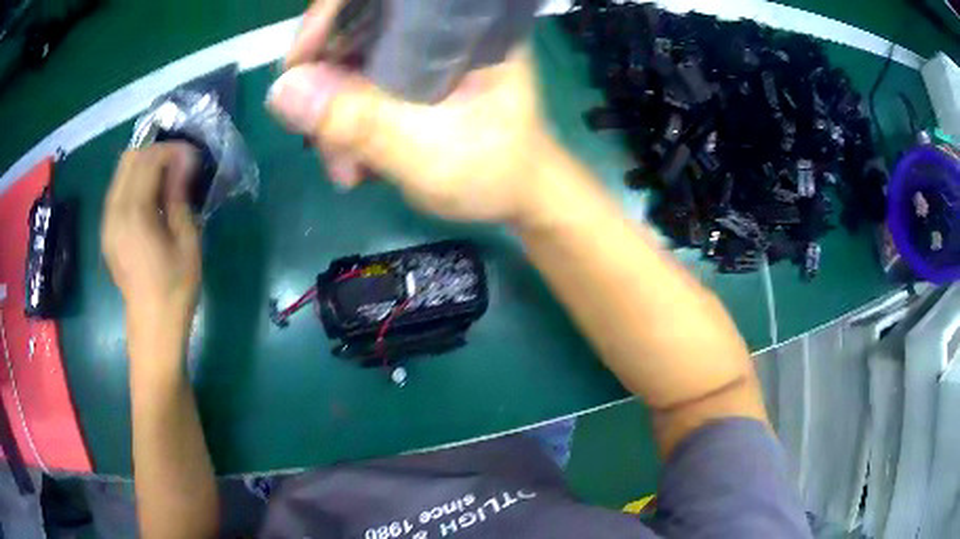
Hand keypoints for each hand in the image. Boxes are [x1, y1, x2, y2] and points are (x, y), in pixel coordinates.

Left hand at [102, 144, 200, 333]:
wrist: (152, 327)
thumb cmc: (175, 288)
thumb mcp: (186, 240)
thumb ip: (179, 196)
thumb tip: (184, 162)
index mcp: (133, 213)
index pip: (149, 159)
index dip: (172, 151)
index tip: (193, 157)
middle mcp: (114, 210)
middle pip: (130, 158)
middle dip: (156, 152)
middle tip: (180, 165)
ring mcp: (107, 221)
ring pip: (121, 172)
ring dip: (145, 165)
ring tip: (167, 178)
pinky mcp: (107, 230)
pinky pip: (118, 190)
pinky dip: (135, 182)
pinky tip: (151, 197)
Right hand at [267, 4, 556, 224]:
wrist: (517, 196)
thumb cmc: (493, 170)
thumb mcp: (427, 150)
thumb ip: (359, 120)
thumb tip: (282, 90)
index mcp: (462, 26)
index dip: (327, 17)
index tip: (296, 67)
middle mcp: (438, 30)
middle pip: (353, 29)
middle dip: (323, 85)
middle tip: (321, 141)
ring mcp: (421, 54)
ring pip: (349, 62)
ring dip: (331, 115)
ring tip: (345, 167)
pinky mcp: (409, 79)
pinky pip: (357, 86)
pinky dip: (343, 122)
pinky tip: (352, 160)